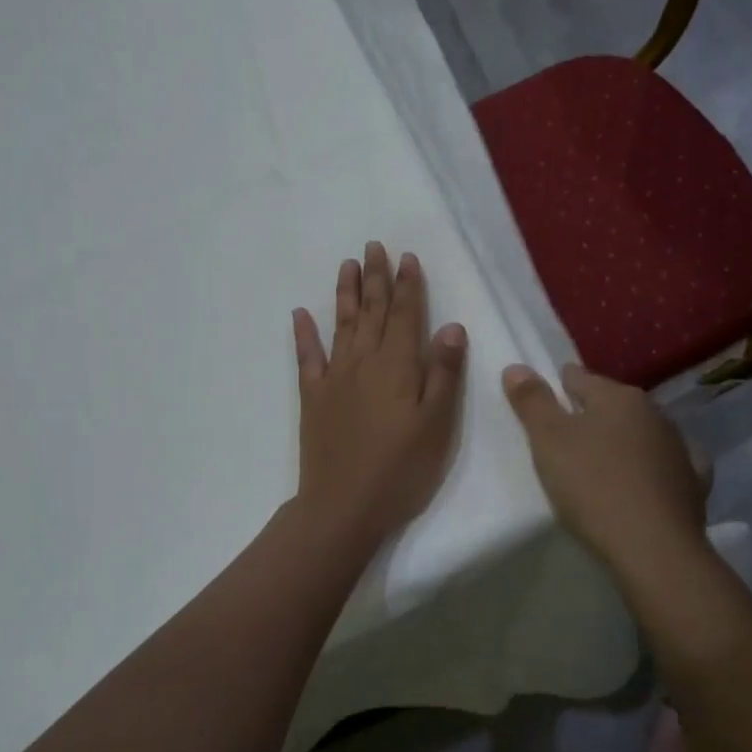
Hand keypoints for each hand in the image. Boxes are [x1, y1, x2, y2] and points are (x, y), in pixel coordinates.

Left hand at [291, 243, 467, 542]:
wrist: (343, 506)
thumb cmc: (401, 468)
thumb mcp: (437, 425)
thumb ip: (443, 373)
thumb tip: (451, 326)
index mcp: (398, 366)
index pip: (406, 315)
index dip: (408, 285)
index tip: (407, 257)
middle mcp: (364, 361)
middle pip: (372, 311)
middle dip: (376, 277)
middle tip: (374, 246)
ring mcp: (334, 377)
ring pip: (341, 324)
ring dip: (346, 293)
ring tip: (348, 264)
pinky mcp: (313, 397)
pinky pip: (307, 357)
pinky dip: (304, 333)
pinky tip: (300, 314)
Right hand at [501, 363, 707, 567]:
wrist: (655, 549)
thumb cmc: (594, 486)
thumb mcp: (548, 441)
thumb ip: (532, 401)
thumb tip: (516, 367)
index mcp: (617, 396)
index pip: (579, 378)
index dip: (557, 387)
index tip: (543, 404)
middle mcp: (653, 413)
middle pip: (612, 404)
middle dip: (590, 415)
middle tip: (565, 439)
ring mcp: (679, 448)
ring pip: (641, 433)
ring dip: (622, 441)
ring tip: (600, 463)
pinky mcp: (693, 483)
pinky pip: (669, 466)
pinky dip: (654, 468)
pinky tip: (647, 481)